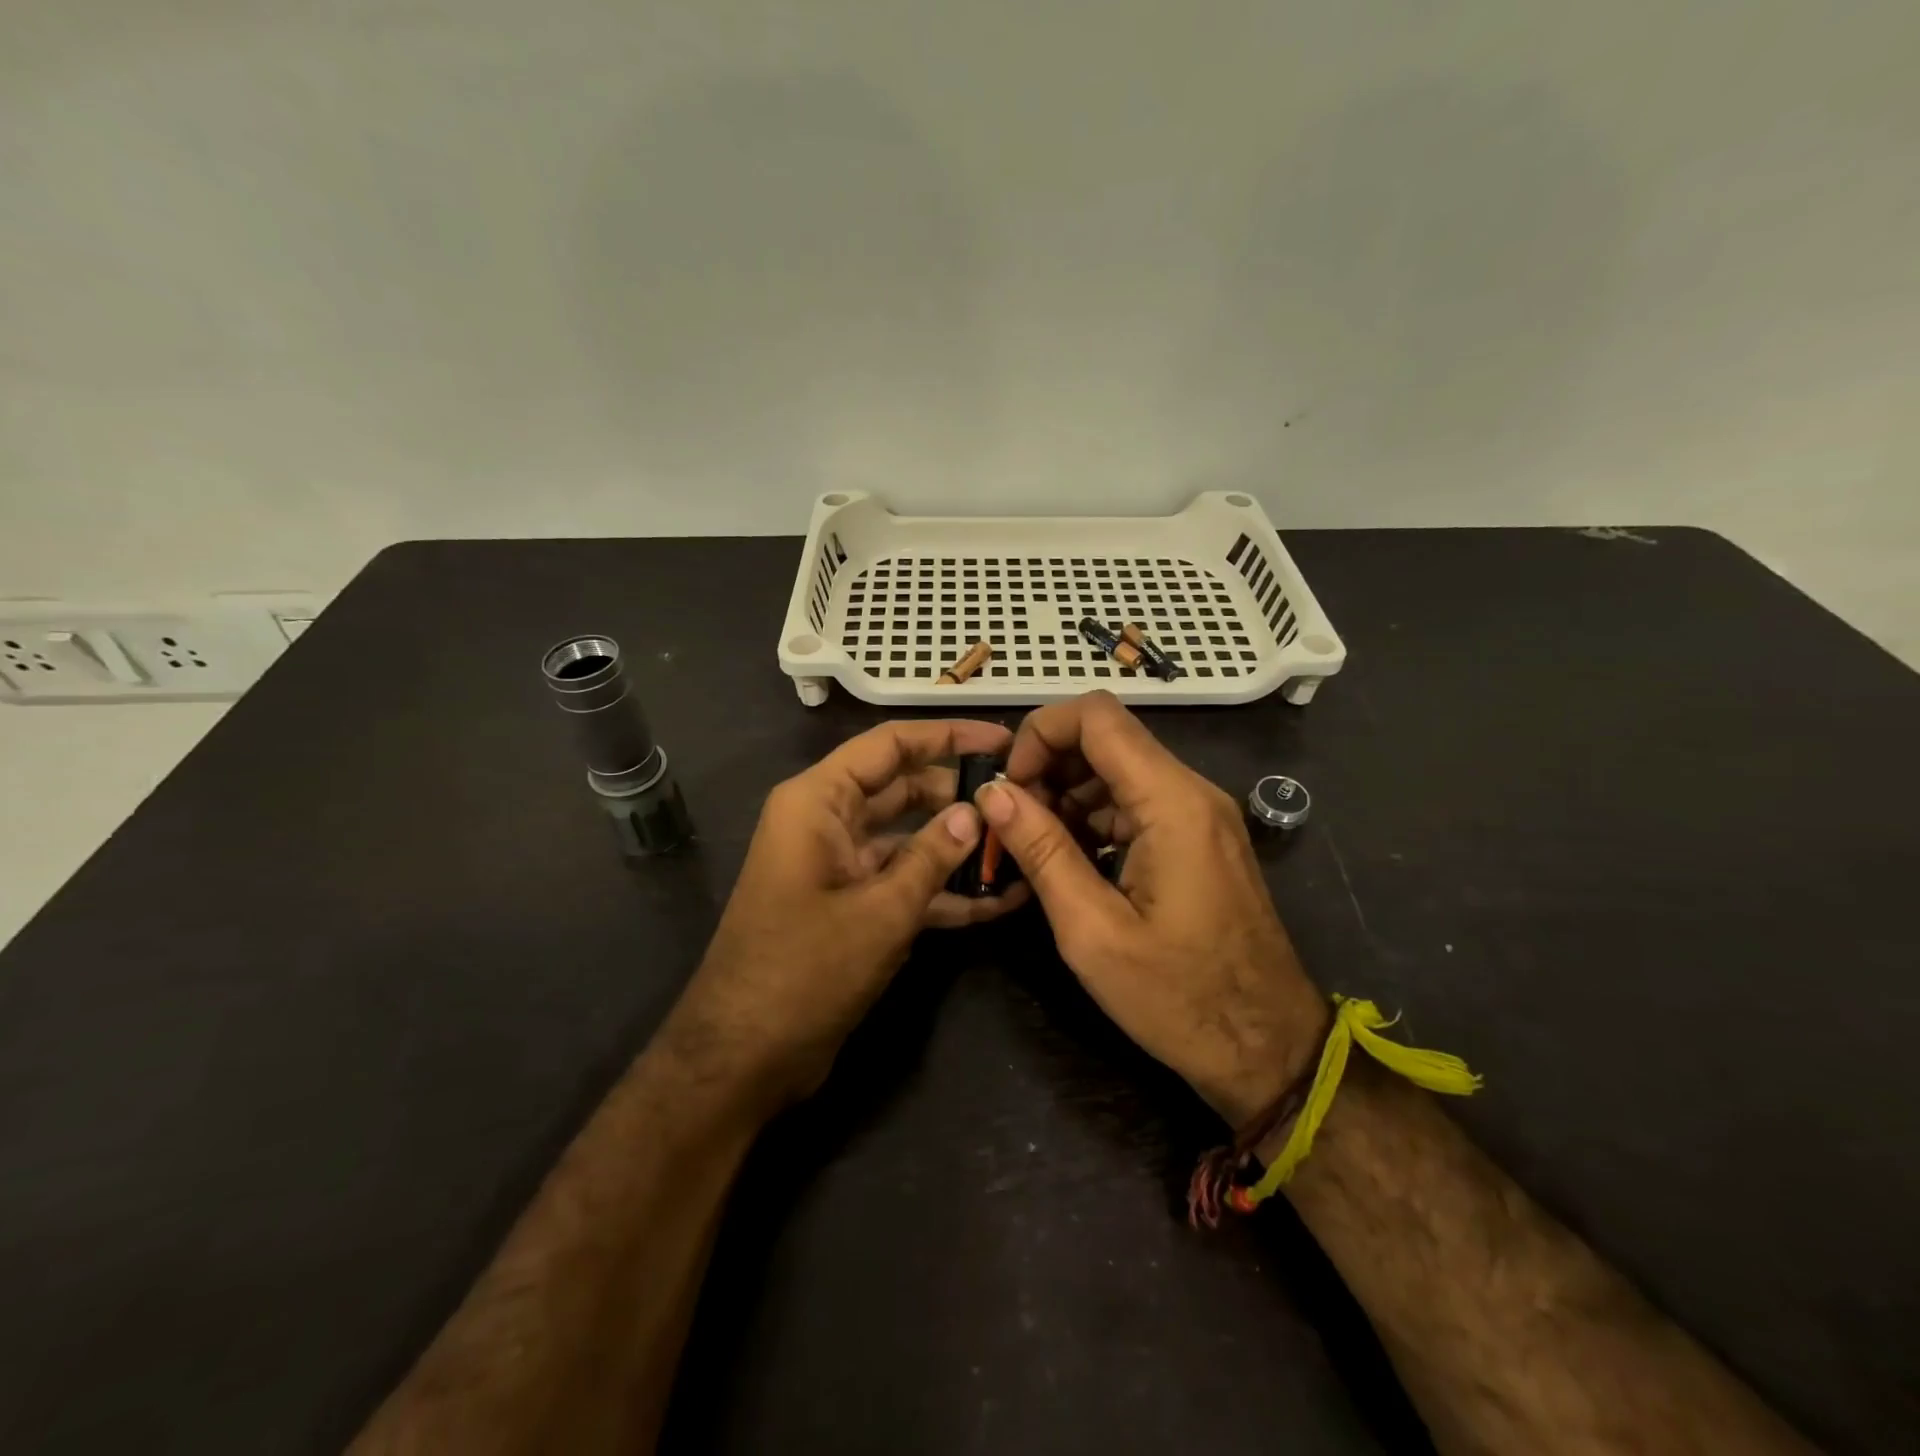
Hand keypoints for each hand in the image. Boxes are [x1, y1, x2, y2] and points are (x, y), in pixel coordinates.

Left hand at [672, 719, 1029, 1108]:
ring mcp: (839, 865)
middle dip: (958, 795)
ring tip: (1020, 849)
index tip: (1002, 741)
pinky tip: (996, 903)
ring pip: (907, 837)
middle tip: (1020, 801)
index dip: (947, 736)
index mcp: (818, 801)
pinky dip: (940, 890)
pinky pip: (900, 882)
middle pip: (902, 788)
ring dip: (956, 847)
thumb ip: (931, 856)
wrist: (744, 1057)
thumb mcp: (880, 910)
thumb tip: (975, 812)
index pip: (889, 745)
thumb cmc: (804, 969)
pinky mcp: (849, 905)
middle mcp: (827, 822)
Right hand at [975, 692, 1324, 1124]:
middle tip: (1012, 823)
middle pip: (1107, 738)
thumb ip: (1041, 851)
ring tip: (1033, 847)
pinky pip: (1136, 803)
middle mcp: (1192, 792)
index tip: (1010, 786)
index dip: (1041, 733)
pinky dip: (1094, 818)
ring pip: (1118, 770)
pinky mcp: (1198, 838)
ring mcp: (1200, 814)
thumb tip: (993, 793)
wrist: (1268, 1048)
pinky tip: (1069, 861)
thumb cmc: (1180, 998)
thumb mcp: (1093, 931)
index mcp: (1172, 803)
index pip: (1097, 716)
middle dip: (1049, 767)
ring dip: (1068, 795)